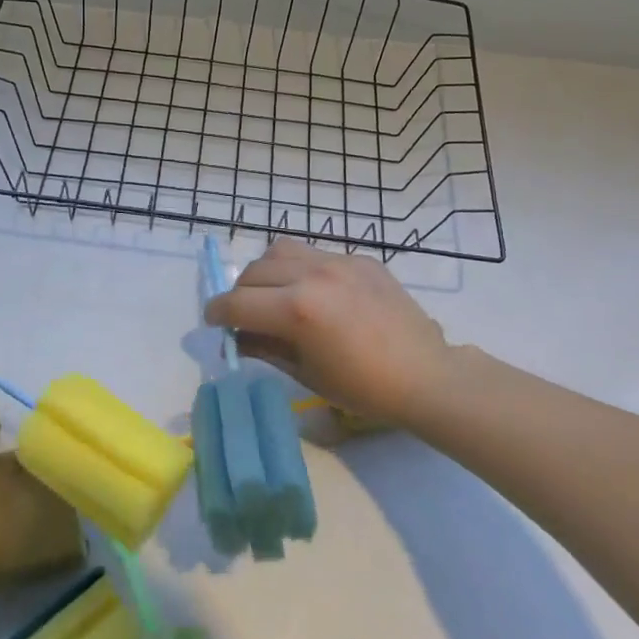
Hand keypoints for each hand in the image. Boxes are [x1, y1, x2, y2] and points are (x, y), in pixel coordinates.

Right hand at [203, 238, 450, 426]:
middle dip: (240, 293)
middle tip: (244, 314)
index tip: (212, 321)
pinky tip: (316, 293)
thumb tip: (236, 336)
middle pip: (255, 271)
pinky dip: (302, 268)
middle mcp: (312, 274)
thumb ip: (264, 347)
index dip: (217, 313)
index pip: (238, 302)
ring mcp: (338, 261)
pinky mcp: (359, 258)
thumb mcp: (306, 373)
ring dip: (267, 271)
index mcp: (297, 308)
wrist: (425, 375)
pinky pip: (316, 253)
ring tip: (275, 293)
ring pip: (281, 250)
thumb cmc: (363, 388)